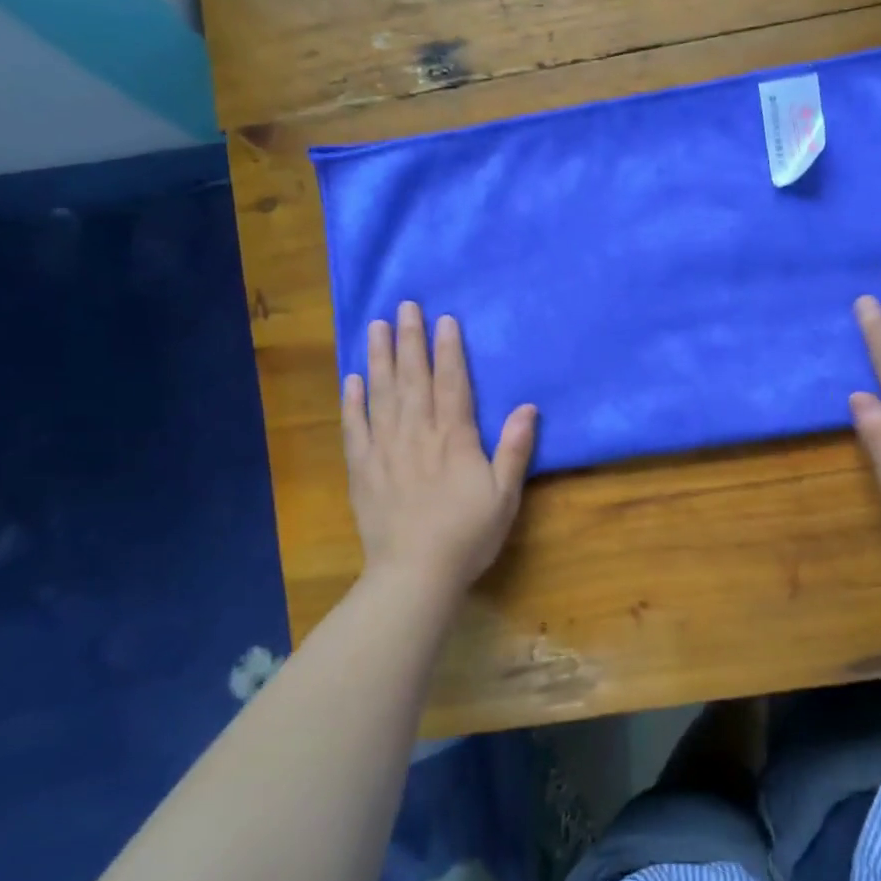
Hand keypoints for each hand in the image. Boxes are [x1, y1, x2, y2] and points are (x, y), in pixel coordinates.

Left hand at [343, 302, 536, 591]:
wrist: (415, 574)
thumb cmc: (467, 534)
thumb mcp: (505, 495)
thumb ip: (514, 449)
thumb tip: (528, 407)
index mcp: (454, 438)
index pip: (452, 383)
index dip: (449, 350)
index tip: (444, 319)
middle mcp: (417, 434)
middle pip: (413, 379)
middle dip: (410, 340)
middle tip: (404, 306)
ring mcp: (385, 450)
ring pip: (381, 394)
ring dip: (378, 358)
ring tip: (375, 327)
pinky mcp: (362, 469)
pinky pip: (355, 428)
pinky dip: (353, 402)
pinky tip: (351, 379)